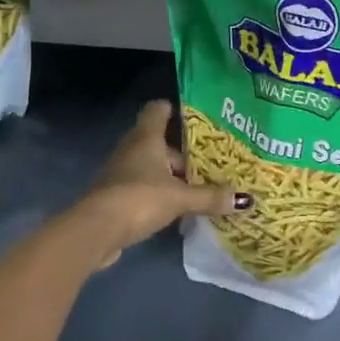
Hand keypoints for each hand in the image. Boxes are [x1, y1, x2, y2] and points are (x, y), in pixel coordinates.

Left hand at [71, 100, 253, 268]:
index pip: (158, 109)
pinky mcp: (114, 196)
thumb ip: (210, 197)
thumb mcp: (179, 198)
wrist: (95, 231)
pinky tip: (176, 211)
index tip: (197, 120)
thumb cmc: (139, 199)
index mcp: (146, 137)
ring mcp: (120, 172)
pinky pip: (142, 187)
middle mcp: (131, 148)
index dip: (175, 110)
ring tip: (198, 189)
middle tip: (210, 164)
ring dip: (171, 177)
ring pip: (151, 166)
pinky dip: (158, 194)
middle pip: (159, 142)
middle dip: (182, 153)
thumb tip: (244, 200)